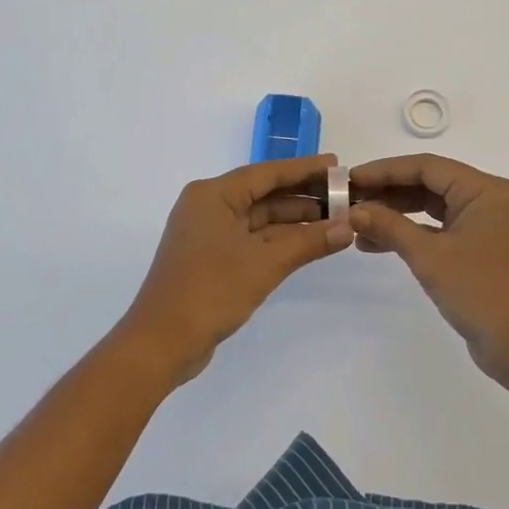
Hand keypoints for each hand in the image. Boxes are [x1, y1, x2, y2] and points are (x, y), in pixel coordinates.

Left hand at [116, 155, 352, 385]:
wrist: (161, 343)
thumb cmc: (211, 290)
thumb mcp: (265, 263)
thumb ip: (308, 241)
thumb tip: (347, 227)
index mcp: (213, 195)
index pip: (267, 173)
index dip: (304, 169)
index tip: (336, 165)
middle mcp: (209, 207)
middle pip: (264, 194)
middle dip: (303, 196)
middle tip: (343, 196)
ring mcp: (209, 234)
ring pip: (260, 219)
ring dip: (295, 221)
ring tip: (336, 220)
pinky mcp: (212, 259)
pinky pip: (253, 239)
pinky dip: (280, 241)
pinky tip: (310, 242)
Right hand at [348, 154, 508, 386]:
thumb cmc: (481, 292)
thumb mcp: (430, 256)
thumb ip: (390, 227)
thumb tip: (354, 211)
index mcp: (484, 190)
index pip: (427, 167)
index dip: (385, 170)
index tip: (350, 178)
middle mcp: (488, 200)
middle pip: (429, 184)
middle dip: (387, 191)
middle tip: (348, 199)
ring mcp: (485, 226)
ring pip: (432, 208)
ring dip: (395, 214)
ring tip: (357, 223)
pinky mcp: (479, 250)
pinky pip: (439, 230)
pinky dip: (411, 234)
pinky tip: (376, 244)